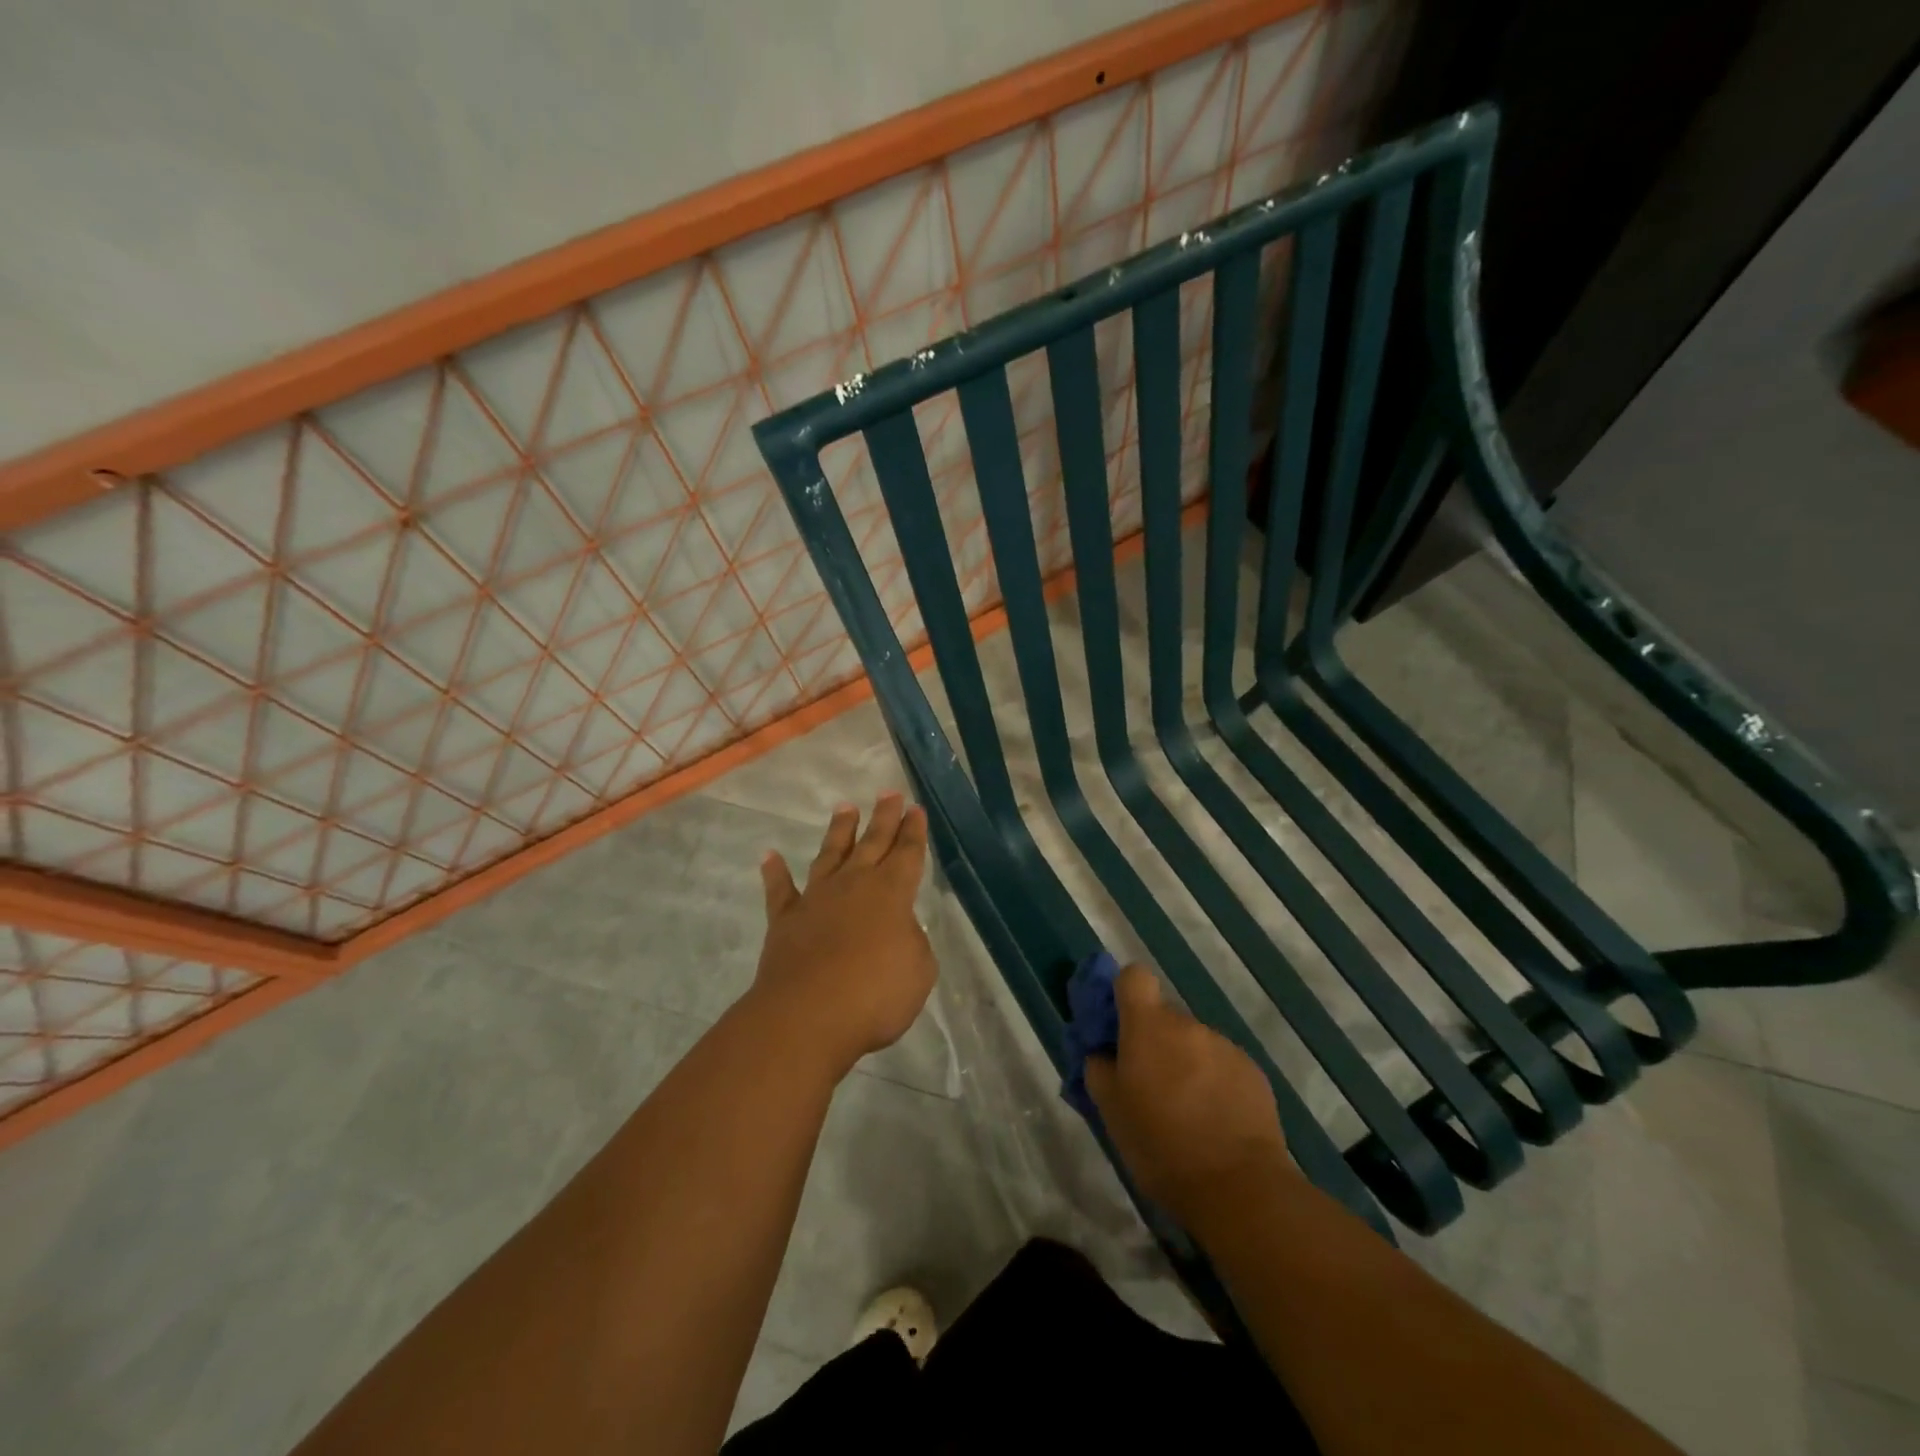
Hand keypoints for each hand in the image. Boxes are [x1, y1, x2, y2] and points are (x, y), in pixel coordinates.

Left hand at [751, 793, 936, 1079]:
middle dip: (884, 817)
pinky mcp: (786, 920)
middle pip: (873, 843)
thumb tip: (898, 929)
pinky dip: (775, 872)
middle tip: (889, 793)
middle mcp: (854, 885)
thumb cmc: (875, 994)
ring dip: (839, 831)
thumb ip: (912, 942)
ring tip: (845, 808)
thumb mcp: (918, 971)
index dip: (914, 831)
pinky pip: (780, 890)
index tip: (915, 809)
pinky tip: (770, 856)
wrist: (808, 1015)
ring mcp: (817, 899)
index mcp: (892, 893)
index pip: (908, 853)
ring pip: (830, 854)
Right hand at [1084, 966, 1292, 1229]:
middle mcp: (1188, 1025)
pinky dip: (1215, 1083)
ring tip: (1187, 1112)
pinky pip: (1223, 1065)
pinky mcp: (1253, 1073)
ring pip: (1195, 1044)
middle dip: (1155, 1043)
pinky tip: (1215, 1122)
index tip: (1121, 1027)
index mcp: (1148, 1026)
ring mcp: (1225, 1046)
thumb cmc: (1160, 1145)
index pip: (1134, 977)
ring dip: (1187, 1064)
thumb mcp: (1110, 1111)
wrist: (1238, 1187)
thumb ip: (1100, 1069)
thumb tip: (1103, 1053)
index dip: (1125, 994)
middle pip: (1165, 1017)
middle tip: (1150, 1086)